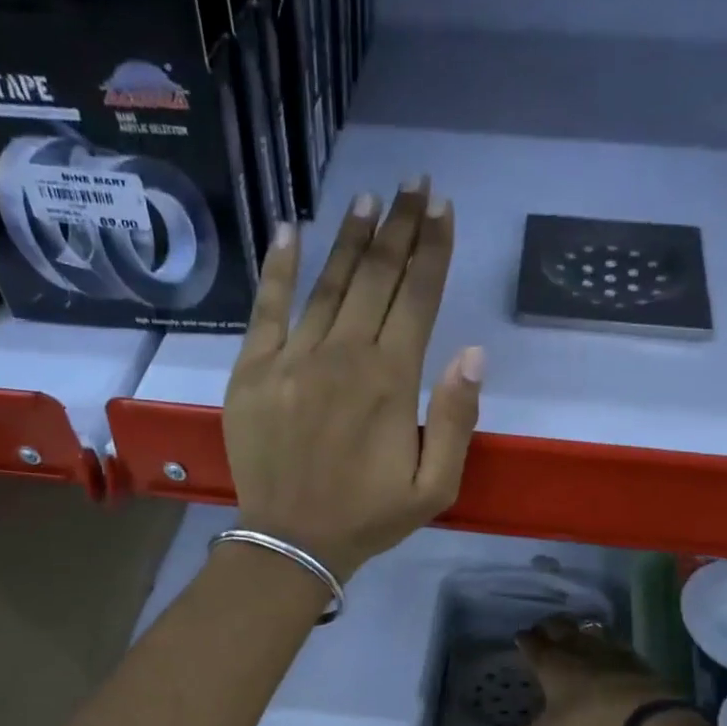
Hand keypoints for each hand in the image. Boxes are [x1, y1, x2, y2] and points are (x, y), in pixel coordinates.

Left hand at [223, 181, 484, 582]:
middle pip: (377, 278)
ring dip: (351, 239)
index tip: (441, 207)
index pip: (417, 297)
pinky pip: (266, 308)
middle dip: (399, 227)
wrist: (292, 541)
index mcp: (391, 381)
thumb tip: (474, 352)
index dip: (432, 249)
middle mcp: (343, 356)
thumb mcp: (435, 485)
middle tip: (412, 184)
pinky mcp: (252, 370)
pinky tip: (289, 230)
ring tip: (369, 200)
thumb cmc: (369, 516)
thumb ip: (457, 419)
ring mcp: (292, 359)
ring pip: (328, 284)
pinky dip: (277, 268)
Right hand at [496, 617, 678, 725]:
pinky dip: (603, 643)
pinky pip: (610, 640)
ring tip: (572, 638)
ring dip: (575, 630)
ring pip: (583, 628)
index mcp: (549, 662)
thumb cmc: (588, 718)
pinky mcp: (628, 653)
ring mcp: (602, 646)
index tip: (519, 641)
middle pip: (555, 625)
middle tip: (543, 635)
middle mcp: (573, 646)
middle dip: (546, 628)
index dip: (522, 640)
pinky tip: (605, 654)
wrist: (643, 710)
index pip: (529, 642)